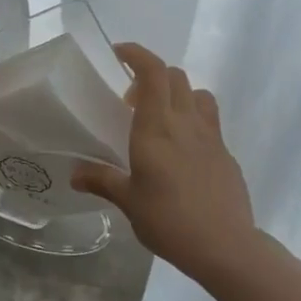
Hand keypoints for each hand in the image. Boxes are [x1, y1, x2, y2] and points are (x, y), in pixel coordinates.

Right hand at [72, 43, 258, 284]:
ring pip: (197, 93)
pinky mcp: (226, 153)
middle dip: (151, 75)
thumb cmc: (169, 221)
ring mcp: (211, 136)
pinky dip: (193, 121)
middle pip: (174, 76)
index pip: (152, 72)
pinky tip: (182, 152)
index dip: (137, 53)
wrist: (226, 247)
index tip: (119, 54)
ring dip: (177, 94)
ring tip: (161, 119)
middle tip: (130, 101)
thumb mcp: (128, 202)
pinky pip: (209, 121)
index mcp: (156, 127)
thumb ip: (102, 181)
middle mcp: (185, 122)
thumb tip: (75, 174)